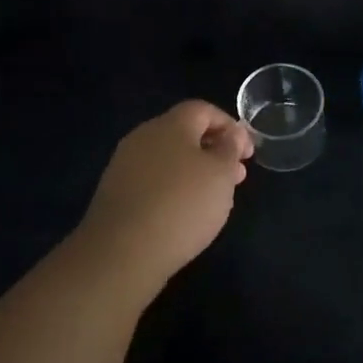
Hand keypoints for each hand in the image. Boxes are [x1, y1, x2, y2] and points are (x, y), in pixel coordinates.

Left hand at [75, 100, 253, 290]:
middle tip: (236, 177)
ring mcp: (125, 165)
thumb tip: (231, 133)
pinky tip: (184, 214)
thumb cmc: (182, 205)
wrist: (121, 252)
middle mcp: (144, 137)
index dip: (229, 125)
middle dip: (214, 151)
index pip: (203, 110)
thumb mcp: (221, 174)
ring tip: (214, 199)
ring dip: (195, 171)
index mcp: (170, 124)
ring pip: (168, 159)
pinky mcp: (115, 193)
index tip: (247, 153)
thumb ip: (230, 148)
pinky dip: (173, 189)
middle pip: (184, 133)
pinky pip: (152, 181)